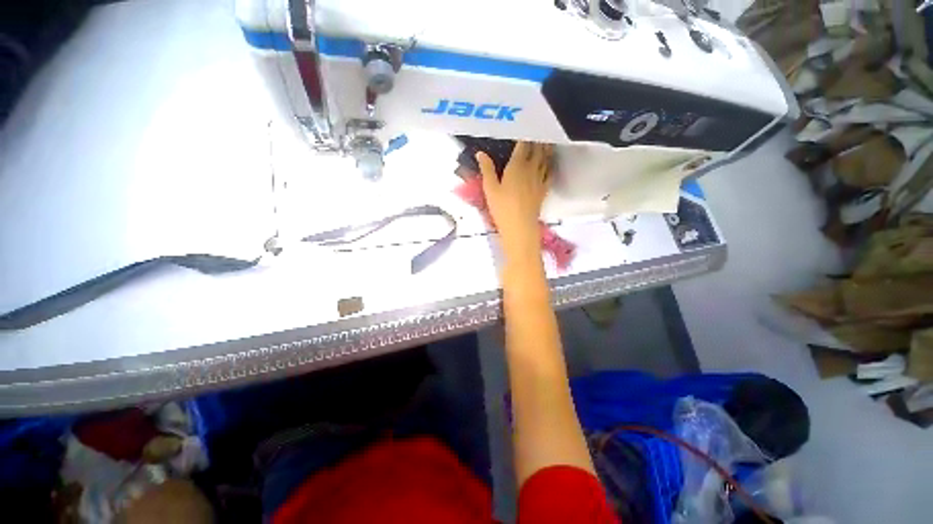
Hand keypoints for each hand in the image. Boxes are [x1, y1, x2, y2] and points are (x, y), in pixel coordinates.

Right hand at [476, 142, 552, 257]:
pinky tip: (549, 163)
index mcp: (517, 165)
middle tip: (537, 131)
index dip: (524, 136)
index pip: (523, 145)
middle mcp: (532, 168)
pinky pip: (550, 173)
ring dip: (545, 149)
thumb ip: (486, 169)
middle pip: (538, 149)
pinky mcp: (544, 189)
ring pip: (546, 158)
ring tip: (545, 141)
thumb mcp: (490, 188)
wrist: (520, 226)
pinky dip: (550, 165)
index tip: (525, 127)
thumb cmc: (502, 207)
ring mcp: (540, 178)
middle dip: (537, 139)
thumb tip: (480, 153)